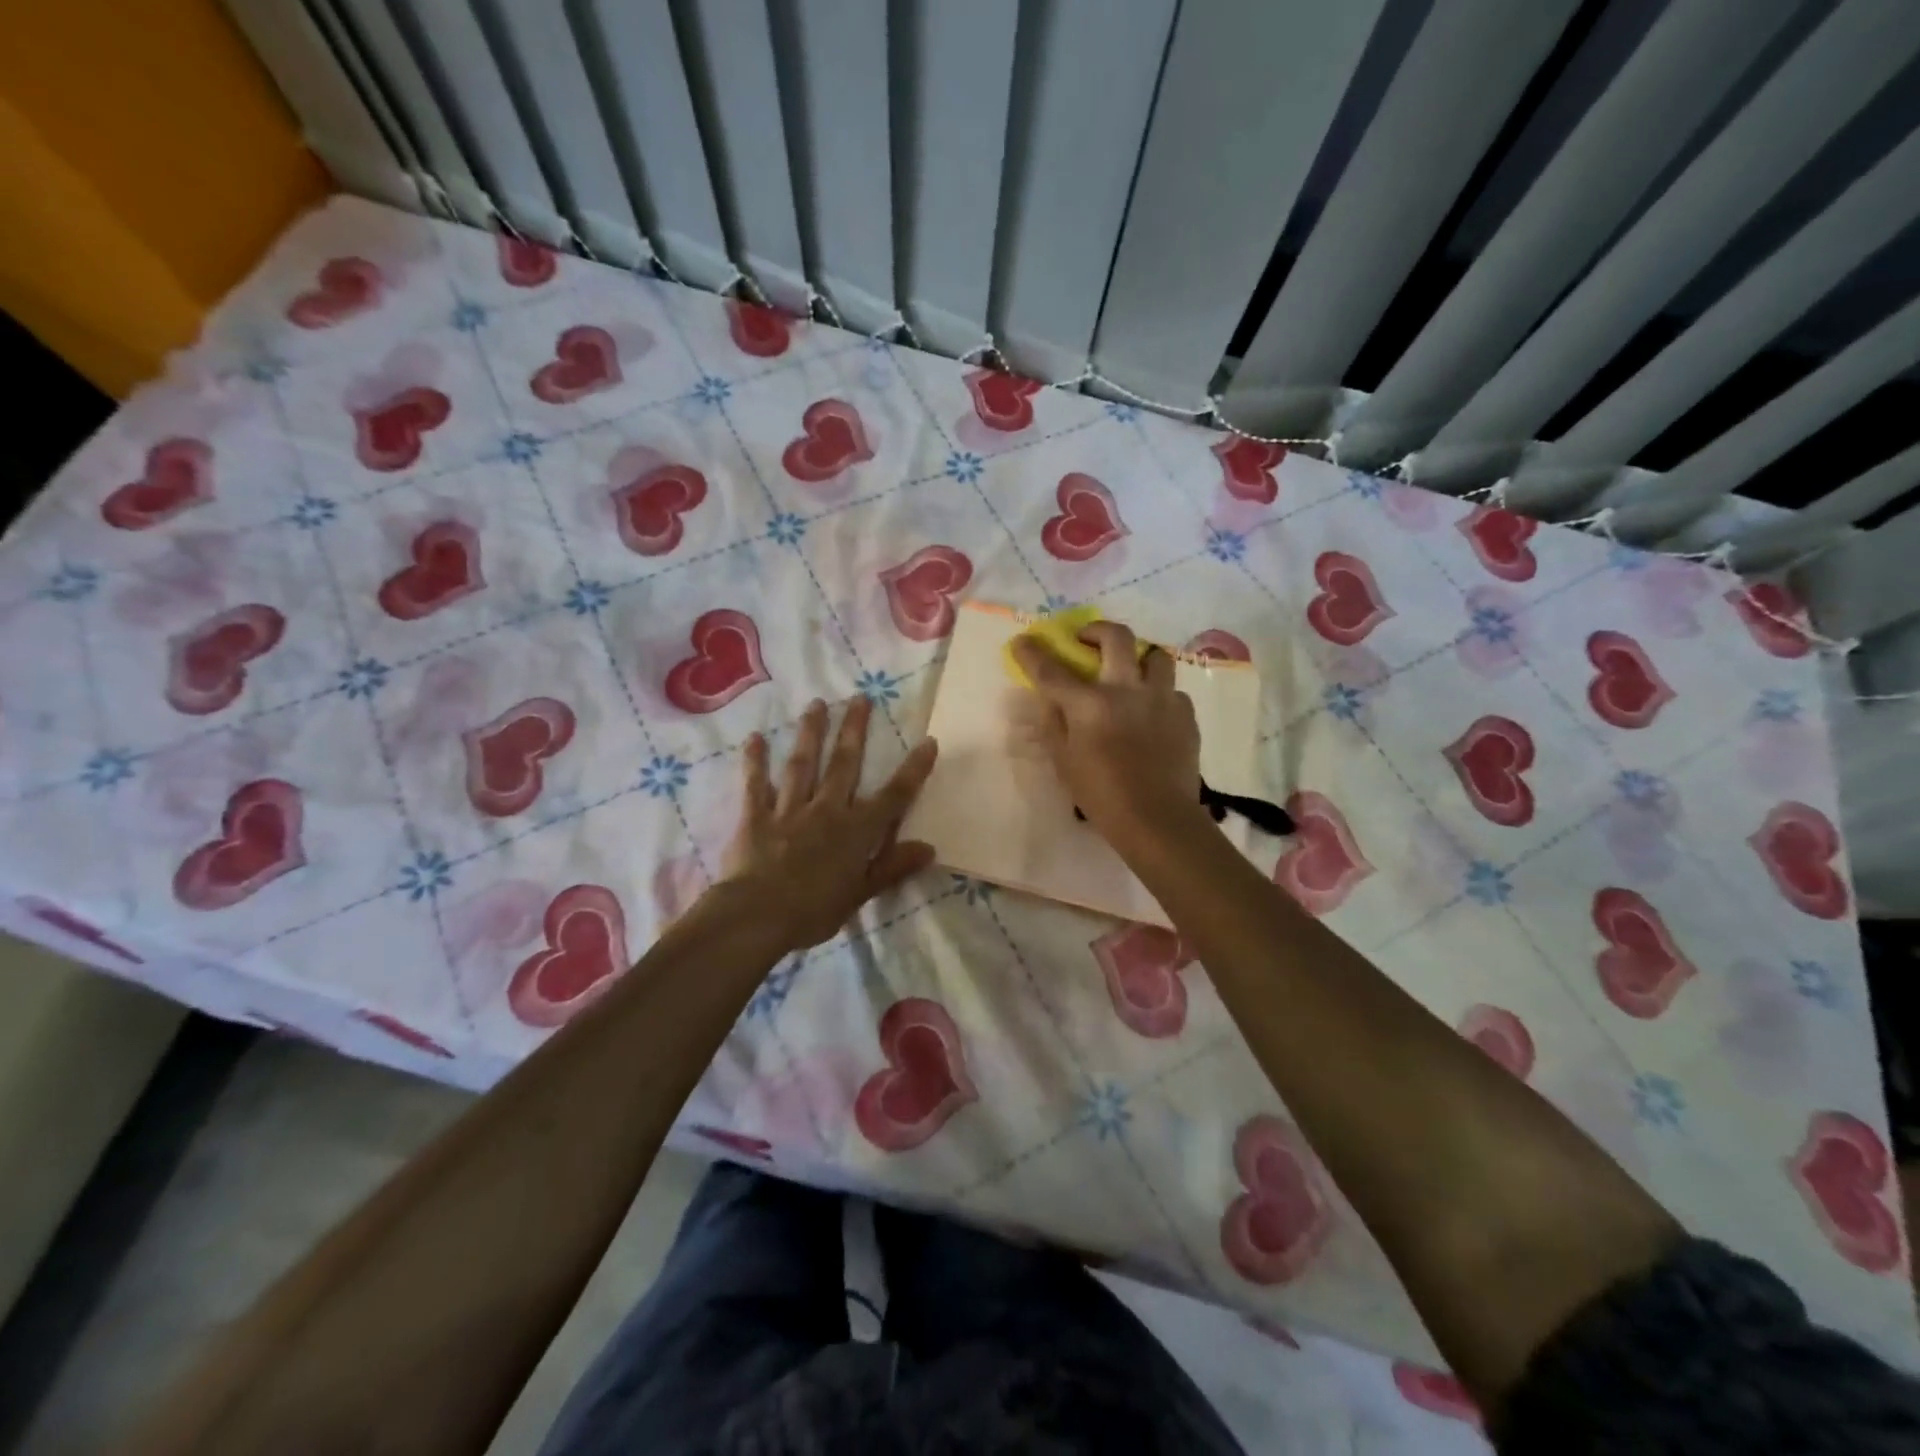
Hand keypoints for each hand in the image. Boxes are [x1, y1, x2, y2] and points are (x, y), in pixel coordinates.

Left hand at [718, 696, 938, 952]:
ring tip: (816, 704)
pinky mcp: (756, 817)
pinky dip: (755, 762)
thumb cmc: (814, 911)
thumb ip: (892, 867)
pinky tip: (755, 739)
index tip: (928, 741)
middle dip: (854, 730)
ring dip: (811, 733)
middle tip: (860, 698)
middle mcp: (826, 810)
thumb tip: (929, 848)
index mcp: (856, 831)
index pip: (893, 796)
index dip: (913, 770)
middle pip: (844, 764)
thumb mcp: (860, 894)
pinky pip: (756, 785)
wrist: (757, 915)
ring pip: (803, 764)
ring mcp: (789, 809)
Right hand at [1011, 622, 1205, 848]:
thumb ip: (1053, 725)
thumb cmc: (1102, 795)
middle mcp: (1127, 689)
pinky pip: (1172, 691)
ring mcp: (1162, 699)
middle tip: (1088, 641)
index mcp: (1090, 704)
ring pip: (1155, 655)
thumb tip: (1050, 701)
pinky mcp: (1186, 715)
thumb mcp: (1064, 762)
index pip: (1052, 670)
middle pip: (1116, 637)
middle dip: (1097, 630)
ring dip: (1139, 658)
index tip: (1022, 641)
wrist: (1158, 819)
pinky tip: (1153, 714)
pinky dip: (1159, 695)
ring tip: (1131, 673)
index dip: (1032, 653)